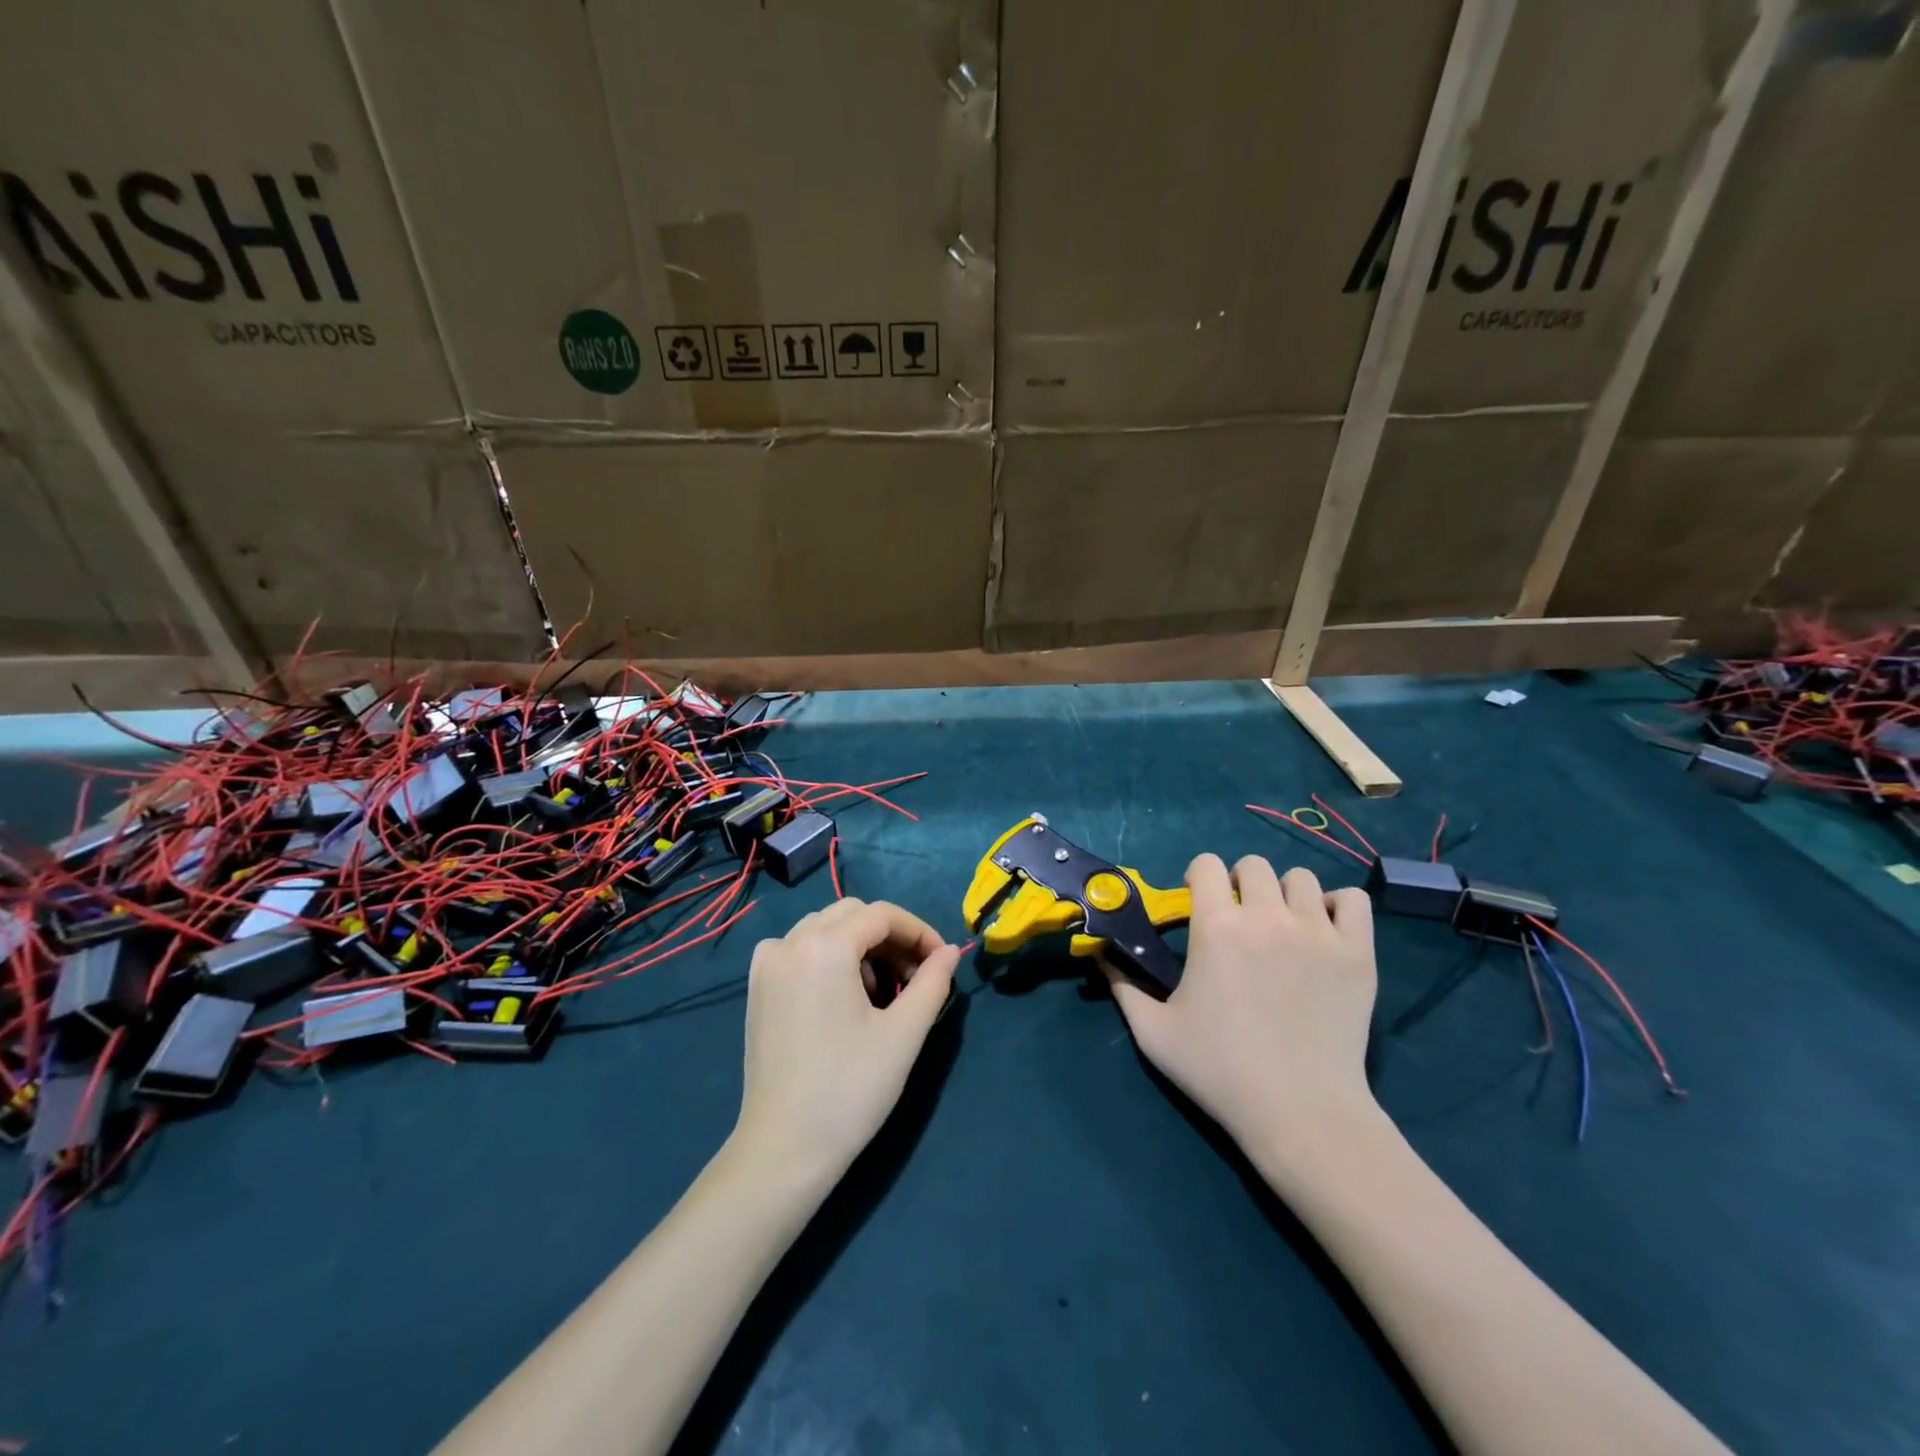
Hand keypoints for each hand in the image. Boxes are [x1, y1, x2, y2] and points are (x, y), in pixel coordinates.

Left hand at [732, 898, 959, 1188]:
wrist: (784, 1150)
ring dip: (861, 946)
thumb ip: (932, 982)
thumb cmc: (849, 1090)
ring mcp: (767, 963)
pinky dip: (829, 956)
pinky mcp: (757, 987)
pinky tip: (844, 996)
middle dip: (891, 937)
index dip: (919, 931)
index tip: (942, 962)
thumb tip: (949, 951)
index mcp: (823, 946)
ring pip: (825, 928)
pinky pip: (799, 948)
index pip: (882, 915)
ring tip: (883, 993)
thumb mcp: (903, 1034)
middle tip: (915, 978)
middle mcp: (789, 942)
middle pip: (853, 914)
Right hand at [1103, 853, 1379, 1167]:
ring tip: (1281, 926)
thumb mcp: (1153, 1032)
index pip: (1206, 864)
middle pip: (1254, 865)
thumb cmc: (1220, 1071)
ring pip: (1301, 879)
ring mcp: (1318, 932)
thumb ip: (1122, 986)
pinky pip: (1353, 901)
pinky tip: (1323, 932)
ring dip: (1284, 894)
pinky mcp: (1357, 953)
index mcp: (1216, 927)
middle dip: (1239, 883)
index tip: (1198, 903)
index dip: (1198, 877)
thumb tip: (1101, 954)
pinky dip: (1337, 907)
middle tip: (1238, 918)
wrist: (1301, 1113)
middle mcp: (1267, 916)